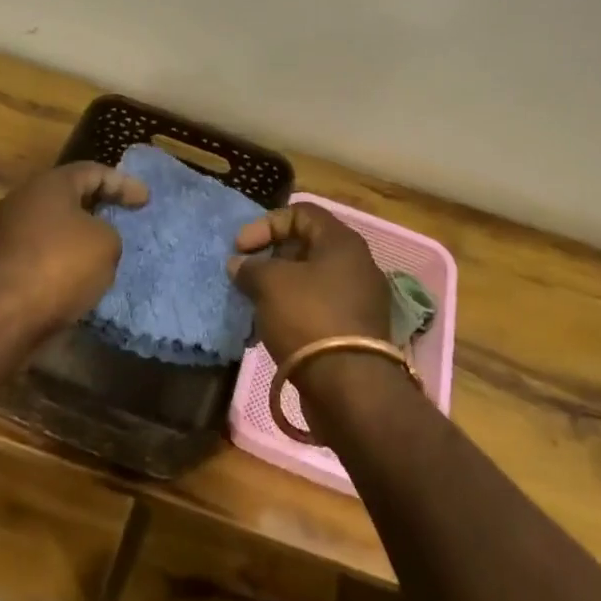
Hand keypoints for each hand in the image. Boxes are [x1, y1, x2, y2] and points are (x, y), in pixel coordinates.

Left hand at [0, 162, 146, 344]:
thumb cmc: (58, 268)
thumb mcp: (106, 245)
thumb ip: (108, 233)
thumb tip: (93, 240)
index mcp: (49, 184)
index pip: (93, 171)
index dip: (123, 183)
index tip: (146, 200)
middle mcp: (21, 200)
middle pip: (67, 196)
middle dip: (96, 206)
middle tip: (121, 217)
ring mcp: (3, 233)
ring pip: (50, 226)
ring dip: (75, 236)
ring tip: (100, 252)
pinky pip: (37, 254)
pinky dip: (58, 260)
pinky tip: (74, 278)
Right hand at [226, 201, 387, 362]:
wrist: (350, 388)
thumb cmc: (310, 318)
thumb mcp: (271, 284)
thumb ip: (252, 268)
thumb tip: (240, 265)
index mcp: (342, 241)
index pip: (301, 212)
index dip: (267, 224)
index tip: (241, 248)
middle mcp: (357, 264)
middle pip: (308, 245)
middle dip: (272, 256)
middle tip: (247, 274)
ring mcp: (360, 299)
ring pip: (312, 279)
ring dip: (281, 286)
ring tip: (255, 302)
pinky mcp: (356, 331)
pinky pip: (320, 307)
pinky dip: (295, 311)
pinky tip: (273, 327)